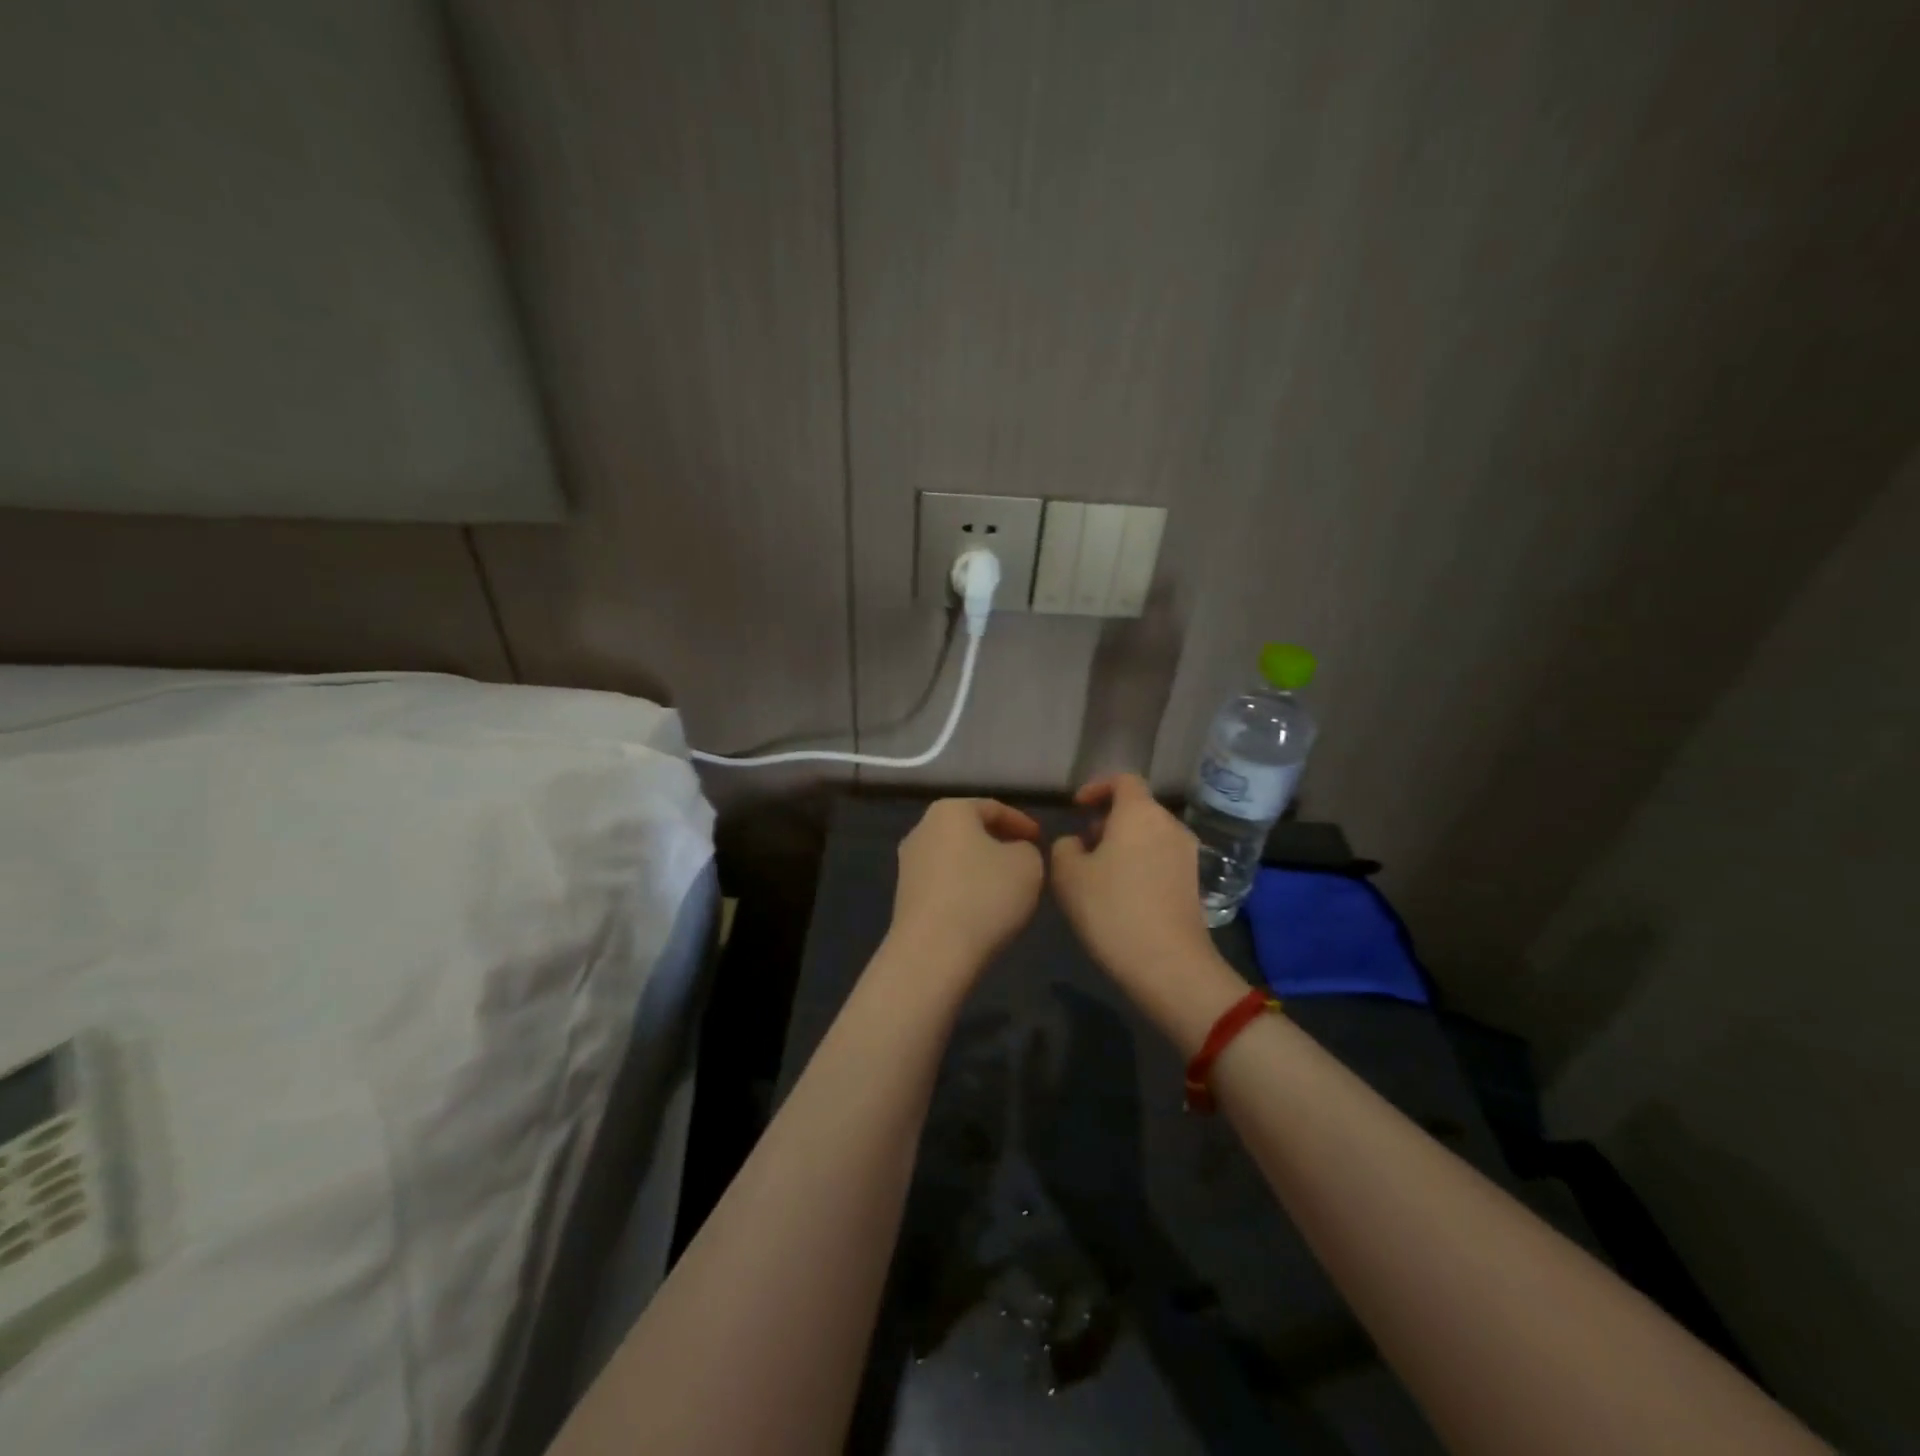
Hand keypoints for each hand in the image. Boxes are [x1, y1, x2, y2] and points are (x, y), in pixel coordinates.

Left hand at [889, 798, 1044, 970]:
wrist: (932, 952)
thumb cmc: (984, 896)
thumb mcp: (1028, 864)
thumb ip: (1027, 849)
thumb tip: (1013, 852)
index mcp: (950, 811)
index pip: (993, 808)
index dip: (1022, 823)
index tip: (1042, 840)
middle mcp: (922, 829)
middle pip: (969, 830)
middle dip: (998, 842)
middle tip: (1025, 859)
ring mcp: (908, 864)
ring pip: (955, 857)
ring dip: (980, 867)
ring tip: (1006, 886)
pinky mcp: (904, 896)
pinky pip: (944, 882)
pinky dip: (965, 888)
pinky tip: (981, 908)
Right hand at [1050, 775, 1235, 1030]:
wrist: (1168, 964)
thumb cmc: (1111, 909)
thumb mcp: (1068, 874)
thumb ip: (1065, 846)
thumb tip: (1078, 843)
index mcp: (1140, 812)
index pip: (1123, 780)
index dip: (1098, 787)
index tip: (1078, 808)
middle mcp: (1169, 825)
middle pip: (1138, 808)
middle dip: (1108, 820)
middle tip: (1083, 845)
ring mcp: (1187, 854)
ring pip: (1150, 835)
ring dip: (1124, 844)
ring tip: (1099, 873)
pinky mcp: (1194, 882)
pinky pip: (1161, 858)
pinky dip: (1140, 863)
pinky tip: (1122, 894)